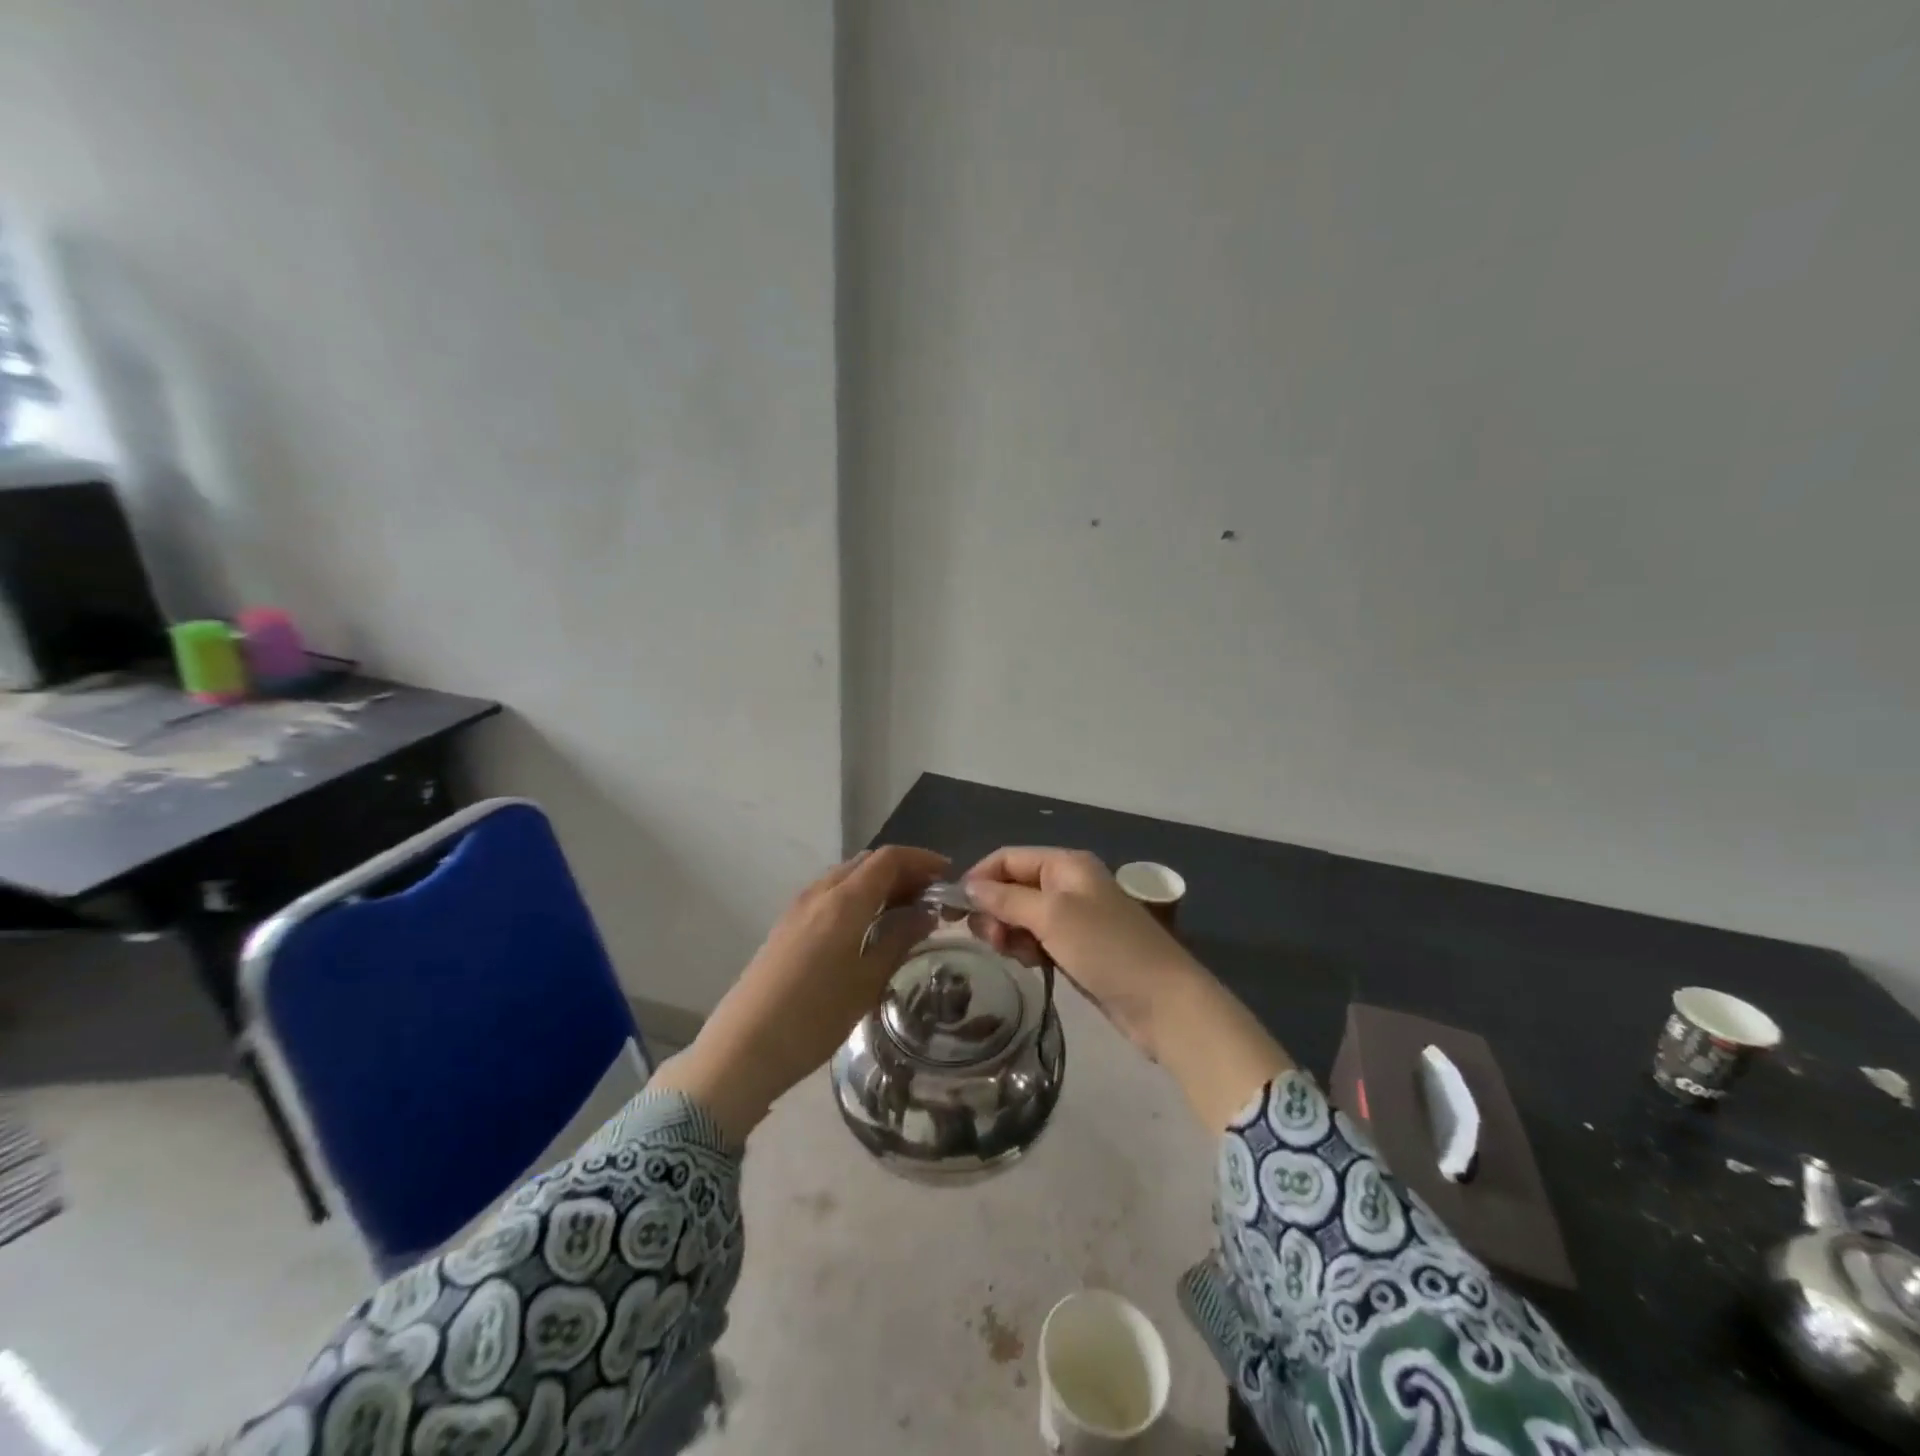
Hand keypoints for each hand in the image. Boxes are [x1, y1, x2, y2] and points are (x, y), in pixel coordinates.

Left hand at [651, 845, 948, 1141]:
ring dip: (878, 883)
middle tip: (929, 897)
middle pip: (867, 862)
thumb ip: (899, 939)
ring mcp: (798, 907)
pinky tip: (867, 927)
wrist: (743, 1048)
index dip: (921, 860)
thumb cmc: (814, 1017)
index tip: (947, 876)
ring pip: (847, 876)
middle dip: (902, 871)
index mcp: (844, 900)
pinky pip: (830, 894)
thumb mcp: (868, 981)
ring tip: (903, 913)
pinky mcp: (786, 925)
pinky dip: (857, 896)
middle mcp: (820, 892)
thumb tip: (926, 913)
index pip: (889, 858)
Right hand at [964, 846, 1292, 1129]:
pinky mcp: (1078, 947)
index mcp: (1065, 864)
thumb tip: (970, 885)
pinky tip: (1031, 964)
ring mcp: (1075, 917)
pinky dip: (1027, 948)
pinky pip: (1038, 939)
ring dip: (1009, 932)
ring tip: (1015, 955)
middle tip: (991, 941)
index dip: (979, 878)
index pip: (1007, 858)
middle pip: (1013, 886)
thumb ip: (1007, 899)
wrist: (1164, 1003)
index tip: (957, 911)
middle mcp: (1069, 884)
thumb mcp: (1052, 917)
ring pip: (1023, 916)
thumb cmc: (1106, 949)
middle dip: (995, 910)